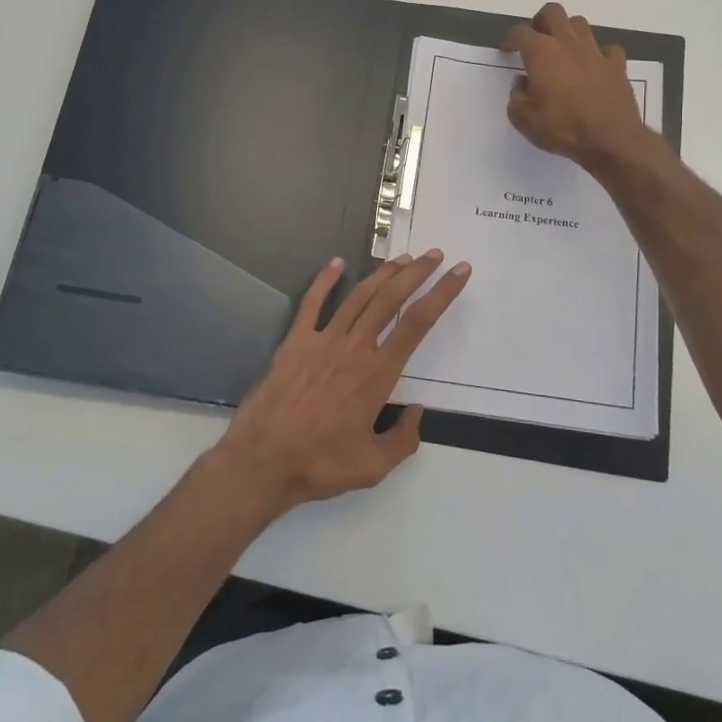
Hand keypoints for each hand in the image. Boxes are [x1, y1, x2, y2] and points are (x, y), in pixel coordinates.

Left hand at [216, 251, 470, 511]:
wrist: (262, 461)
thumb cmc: (320, 464)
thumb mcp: (373, 466)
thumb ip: (403, 440)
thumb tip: (417, 413)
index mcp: (378, 374)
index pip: (418, 323)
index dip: (442, 293)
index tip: (458, 272)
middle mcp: (354, 348)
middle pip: (391, 298)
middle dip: (416, 272)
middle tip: (434, 254)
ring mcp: (323, 340)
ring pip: (359, 296)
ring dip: (382, 273)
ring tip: (401, 258)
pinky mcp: (295, 342)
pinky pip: (312, 303)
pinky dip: (325, 280)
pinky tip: (336, 263)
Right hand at [502, 2, 650, 173]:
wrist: (611, 139)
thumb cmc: (562, 128)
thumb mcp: (524, 119)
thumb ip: (516, 97)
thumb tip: (522, 83)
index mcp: (541, 52)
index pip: (520, 32)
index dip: (510, 38)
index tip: (506, 49)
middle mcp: (568, 43)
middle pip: (553, 12)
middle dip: (540, 21)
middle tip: (535, 40)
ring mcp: (595, 51)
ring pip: (580, 24)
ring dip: (568, 31)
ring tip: (562, 50)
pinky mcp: (617, 65)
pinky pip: (607, 49)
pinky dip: (598, 54)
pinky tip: (594, 66)